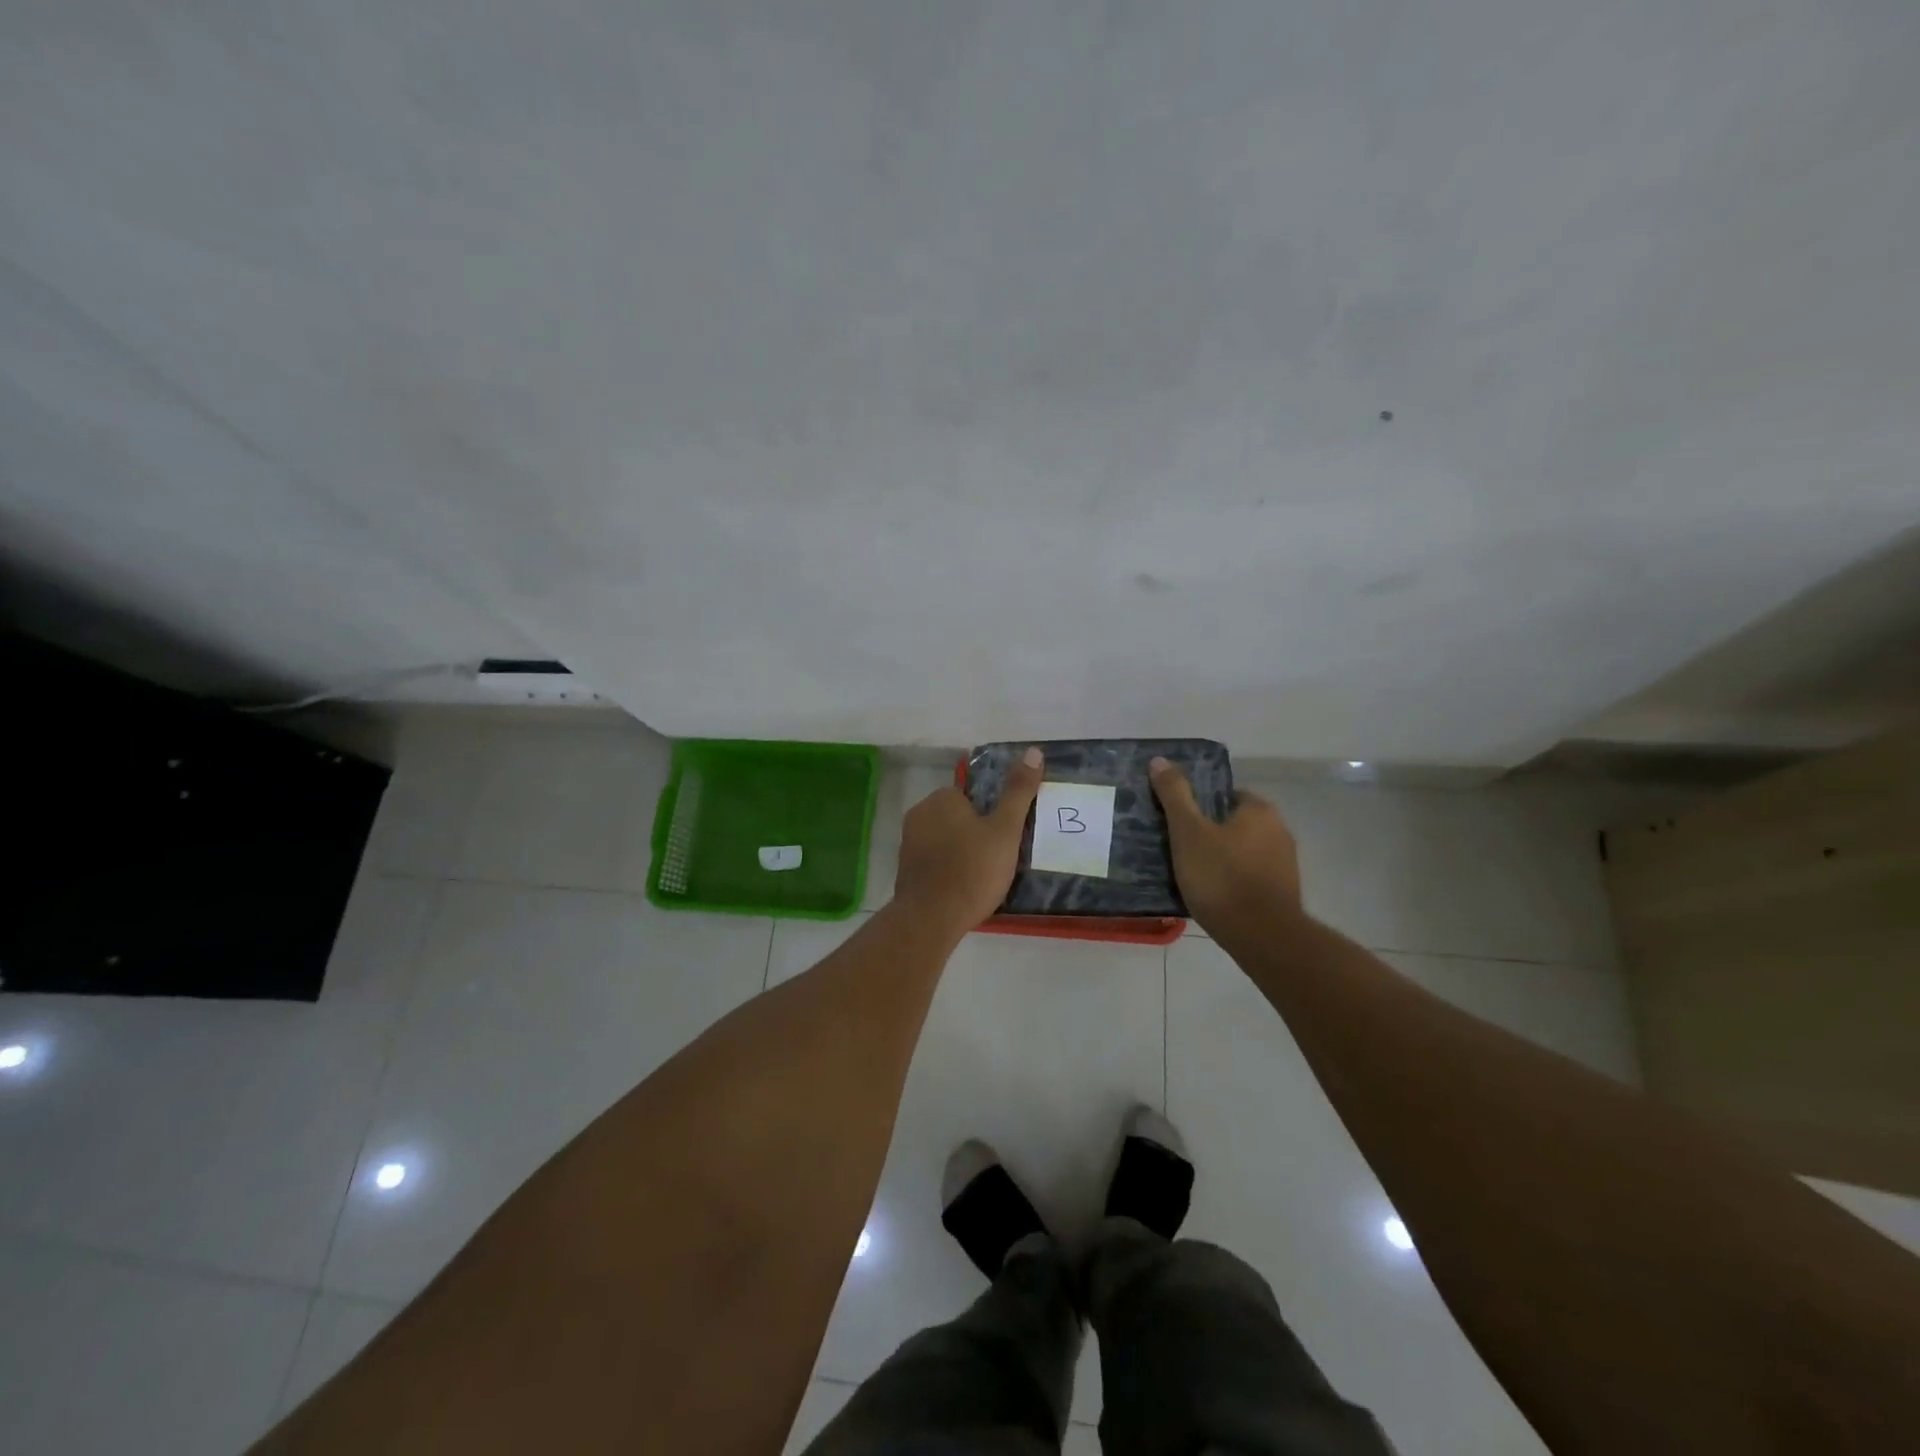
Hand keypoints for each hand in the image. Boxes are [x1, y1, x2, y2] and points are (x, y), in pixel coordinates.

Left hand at [893, 747, 1045, 938]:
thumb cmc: (972, 869)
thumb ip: (1018, 791)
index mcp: (941, 799)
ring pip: (945, 840)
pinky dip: (948, 870)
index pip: (971, 795)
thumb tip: (1033, 751)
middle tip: (998, 858)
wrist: (931, 919)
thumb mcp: (1005, 829)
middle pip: (957, 817)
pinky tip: (963, 889)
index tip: (1005, 836)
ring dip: (961, 852)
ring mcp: (908, 844)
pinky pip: (934, 862)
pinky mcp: (905, 871)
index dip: (991, 815)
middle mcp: (919, 814)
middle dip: (975, 833)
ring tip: (984, 877)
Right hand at [1149, 757, 1301, 930]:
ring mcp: (1285, 865)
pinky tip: (1212, 896)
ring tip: (1190, 874)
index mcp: (1259, 810)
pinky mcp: (1283, 894)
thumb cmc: (1221, 877)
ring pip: (1242, 852)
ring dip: (1221, 859)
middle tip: (1177, 848)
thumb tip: (1160, 760)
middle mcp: (1279, 831)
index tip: (1178, 822)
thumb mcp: (1188, 832)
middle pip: (1234, 824)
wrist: (1262, 937)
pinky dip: (1232, 882)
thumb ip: (1175, 795)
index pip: (1226, 795)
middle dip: (1209, 833)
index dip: (1200, 806)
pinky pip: (1249, 878)